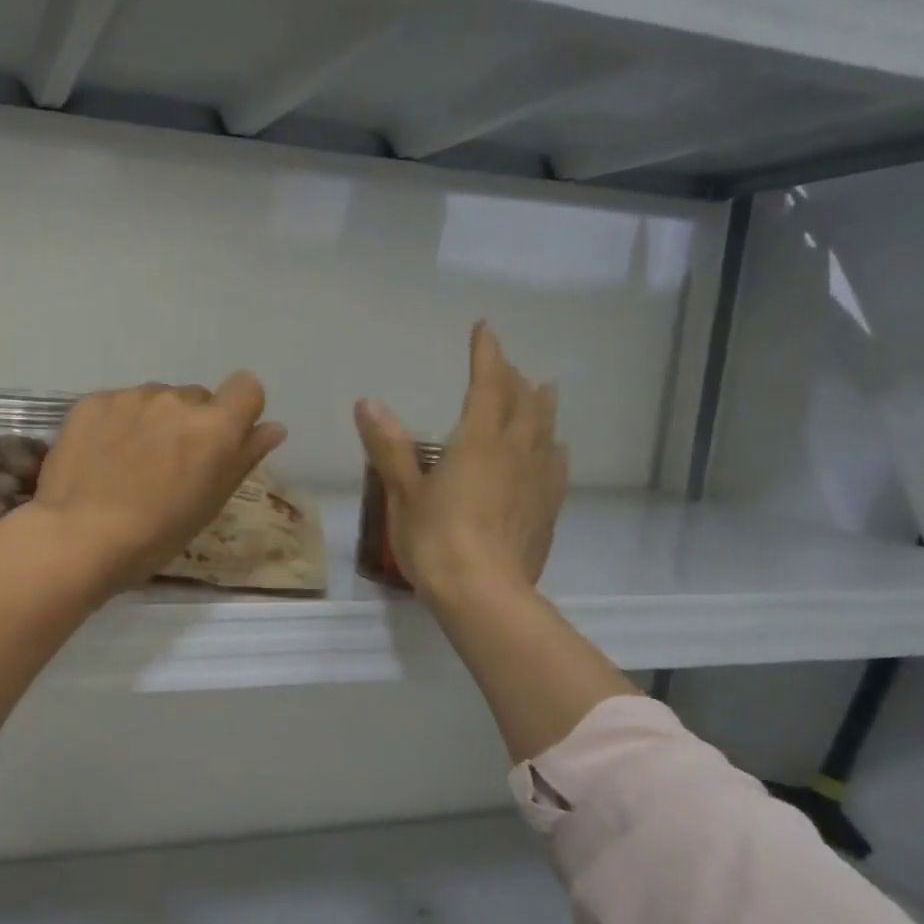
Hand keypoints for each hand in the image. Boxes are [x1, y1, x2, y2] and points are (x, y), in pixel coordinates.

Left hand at [33, 375, 286, 592]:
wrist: (78, 537)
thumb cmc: (155, 535)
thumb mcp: (210, 503)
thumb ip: (244, 457)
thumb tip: (272, 428)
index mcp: (215, 427)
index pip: (246, 387)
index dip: (238, 410)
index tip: (221, 440)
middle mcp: (176, 400)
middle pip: (196, 398)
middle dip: (189, 423)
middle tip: (167, 465)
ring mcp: (131, 397)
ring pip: (155, 400)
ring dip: (151, 422)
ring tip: (127, 464)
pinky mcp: (93, 401)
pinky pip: (117, 404)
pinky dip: (115, 424)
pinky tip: (100, 457)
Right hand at [355, 324, 565, 606]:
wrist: (485, 594)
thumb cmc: (435, 540)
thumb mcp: (403, 492)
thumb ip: (389, 447)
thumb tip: (368, 403)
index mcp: (478, 441)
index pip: (486, 384)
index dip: (485, 354)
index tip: (484, 328)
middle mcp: (515, 451)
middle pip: (522, 402)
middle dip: (512, 377)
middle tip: (505, 365)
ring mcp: (537, 480)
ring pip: (545, 429)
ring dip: (540, 405)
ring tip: (541, 390)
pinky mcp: (547, 507)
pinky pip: (555, 464)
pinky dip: (551, 445)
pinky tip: (552, 450)